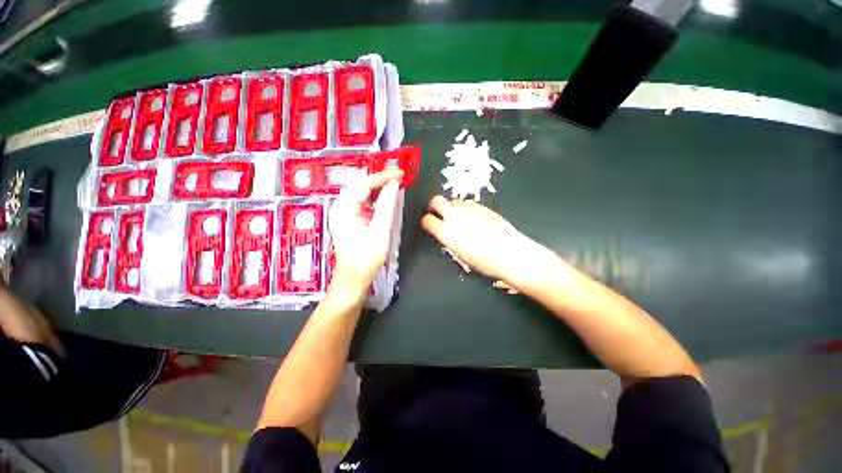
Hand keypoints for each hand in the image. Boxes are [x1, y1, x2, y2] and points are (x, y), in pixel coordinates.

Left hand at [329, 170, 402, 295]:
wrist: (353, 278)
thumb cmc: (365, 258)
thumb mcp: (380, 231)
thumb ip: (387, 205)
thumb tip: (394, 185)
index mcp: (344, 208)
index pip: (364, 183)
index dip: (382, 175)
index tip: (399, 172)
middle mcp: (340, 207)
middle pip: (359, 183)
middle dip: (378, 176)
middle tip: (397, 173)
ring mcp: (344, 212)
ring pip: (360, 190)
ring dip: (377, 184)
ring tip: (393, 181)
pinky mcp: (349, 218)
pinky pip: (362, 200)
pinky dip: (374, 195)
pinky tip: (384, 195)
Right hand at [421, 196, 557, 289]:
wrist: (509, 252)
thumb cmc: (484, 261)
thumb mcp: (459, 253)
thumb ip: (449, 238)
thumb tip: (446, 232)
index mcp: (446, 231)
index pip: (427, 220)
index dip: (427, 221)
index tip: (430, 224)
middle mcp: (454, 216)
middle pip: (436, 200)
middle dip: (435, 206)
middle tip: (439, 214)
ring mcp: (468, 209)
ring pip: (454, 201)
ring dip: (453, 207)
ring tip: (460, 218)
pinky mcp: (481, 206)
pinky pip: (468, 203)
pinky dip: (467, 208)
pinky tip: (474, 218)